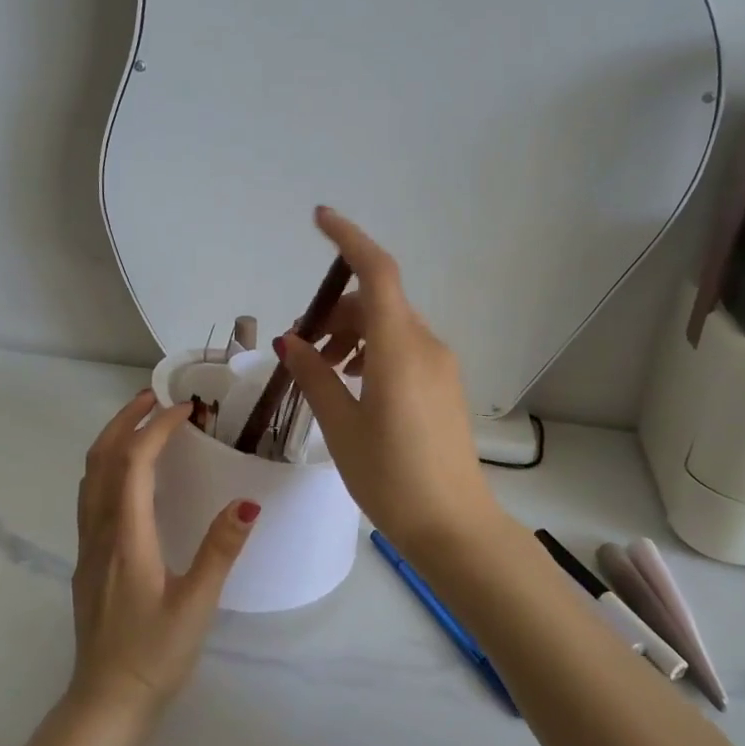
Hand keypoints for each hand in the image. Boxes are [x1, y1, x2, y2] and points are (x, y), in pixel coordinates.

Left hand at [69, 391, 259, 720]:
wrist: (106, 702)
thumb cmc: (154, 655)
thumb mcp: (196, 606)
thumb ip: (219, 551)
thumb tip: (246, 503)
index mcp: (127, 538)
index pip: (133, 464)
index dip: (156, 429)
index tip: (186, 410)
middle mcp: (100, 533)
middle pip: (100, 459)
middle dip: (124, 421)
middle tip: (154, 397)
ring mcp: (88, 547)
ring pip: (90, 476)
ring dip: (112, 440)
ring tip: (142, 423)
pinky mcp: (88, 560)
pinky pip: (92, 496)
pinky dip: (108, 466)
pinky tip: (131, 476)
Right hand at [279, 206, 502, 557]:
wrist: (454, 526)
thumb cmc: (391, 478)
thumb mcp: (342, 427)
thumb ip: (315, 376)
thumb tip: (290, 341)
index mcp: (399, 348)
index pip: (378, 271)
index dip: (349, 239)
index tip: (319, 219)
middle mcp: (426, 345)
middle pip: (378, 302)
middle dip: (336, 312)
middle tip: (301, 348)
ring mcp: (440, 365)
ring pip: (390, 326)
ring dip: (353, 334)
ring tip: (324, 371)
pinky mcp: (444, 385)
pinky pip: (404, 348)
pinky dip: (373, 352)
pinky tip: (353, 385)